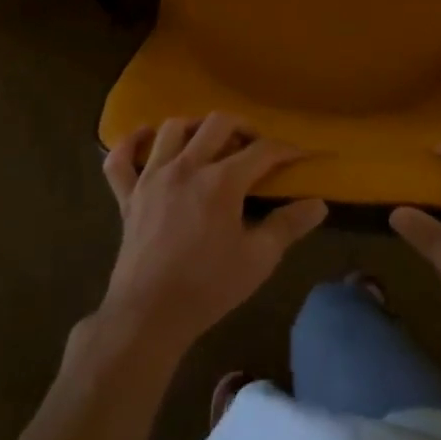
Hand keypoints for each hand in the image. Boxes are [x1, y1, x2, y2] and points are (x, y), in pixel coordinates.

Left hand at [96, 114, 327, 358]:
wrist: (149, 316)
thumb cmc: (208, 287)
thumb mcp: (258, 259)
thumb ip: (289, 226)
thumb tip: (319, 204)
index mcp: (221, 181)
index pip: (262, 151)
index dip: (286, 150)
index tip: (301, 156)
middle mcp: (186, 167)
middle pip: (217, 123)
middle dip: (243, 127)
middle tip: (255, 146)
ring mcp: (152, 177)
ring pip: (172, 129)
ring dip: (195, 127)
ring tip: (209, 142)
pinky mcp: (128, 195)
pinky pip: (121, 158)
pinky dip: (132, 142)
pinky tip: (146, 138)